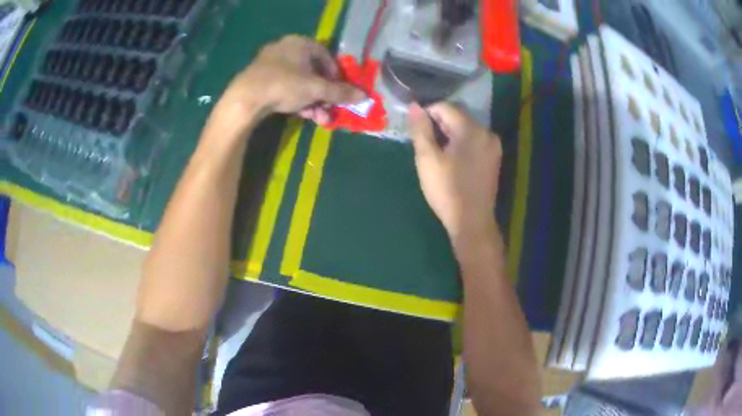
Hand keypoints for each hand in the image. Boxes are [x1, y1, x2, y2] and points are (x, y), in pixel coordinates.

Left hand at [220, 35, 364, 123]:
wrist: (245, 99)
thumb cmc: (284, 85)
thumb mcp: (316, 89)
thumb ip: (340, 92)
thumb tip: (364, 95)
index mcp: (300, 43)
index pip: (326, 56)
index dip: (336, 75)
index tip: (340, 91)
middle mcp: (285, 49)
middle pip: (312, 72)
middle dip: (324, 94)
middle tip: (329, 110)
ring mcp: (271, 64)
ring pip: (299, 82)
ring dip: (312, 101)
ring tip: (318, 119)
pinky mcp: (261, 79)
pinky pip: (285, 87)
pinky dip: (296, 100)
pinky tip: (302, 115)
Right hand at [408, 103, 502, 240]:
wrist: (472, 222)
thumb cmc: (447, 190)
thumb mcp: (427, 159)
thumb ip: (420, 129)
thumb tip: (415, 106)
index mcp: (471, 129)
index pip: (445, 107)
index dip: (427, 113)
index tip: (415, 128)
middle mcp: (486, 132)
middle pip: (457, 117)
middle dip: (438, 125)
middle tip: (424, 143)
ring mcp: (493, 146)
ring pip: (466, 129)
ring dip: (449, 134)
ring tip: (436, 152)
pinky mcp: (494, 158)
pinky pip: (474, 141)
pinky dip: (461, 144)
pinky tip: (452, 160)